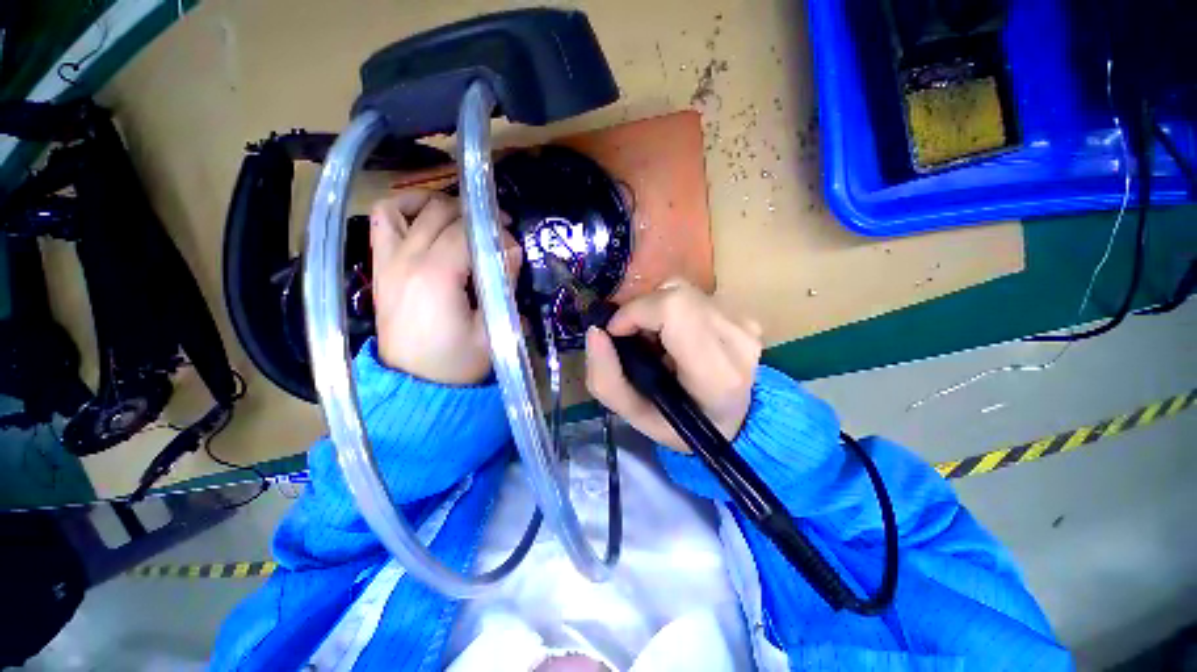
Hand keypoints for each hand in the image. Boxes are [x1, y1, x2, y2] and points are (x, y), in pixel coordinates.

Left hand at [370, 189, 520, 384]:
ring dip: (438, 205)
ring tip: (462, 218)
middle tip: (498, 230)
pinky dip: (403, 209)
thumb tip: (514, 249)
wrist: (416, 385)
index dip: (496, 231)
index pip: (468, 232)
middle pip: (441, 213)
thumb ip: (503, 283)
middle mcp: (407, 259)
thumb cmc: (458, 362)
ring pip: (407, 206)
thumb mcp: (493, 329)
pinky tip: (425, 218)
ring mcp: (388, 261)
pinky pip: (383, 222)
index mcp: (436, 277)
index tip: (513, 246)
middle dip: (474, 215)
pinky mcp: (380, 267)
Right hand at [584, 279, 762, 451]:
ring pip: (683, 289)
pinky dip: (673, 308)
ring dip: (656, 308)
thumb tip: (595, 331)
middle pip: (676, 293)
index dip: (637, 312)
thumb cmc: (681, 424)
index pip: (674, 310)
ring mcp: (745, 324)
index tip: (616, 332)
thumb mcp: (634, 415)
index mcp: (715, 374)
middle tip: (634, 337)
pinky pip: (694, 294)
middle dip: (642, 309)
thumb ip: (606, 378)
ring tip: (656, 339)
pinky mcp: (744, 315)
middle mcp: (737, 341)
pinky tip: (676, 334)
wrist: (732, 421)